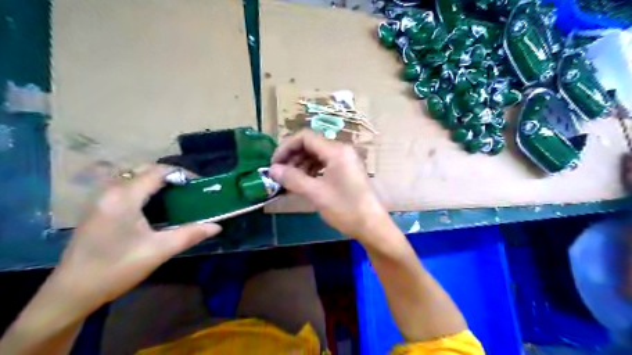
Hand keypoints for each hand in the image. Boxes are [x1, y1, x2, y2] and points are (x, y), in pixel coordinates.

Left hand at [55, 165, 221, 309]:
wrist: (71, 292)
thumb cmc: (117, 269)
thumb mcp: (159, 251)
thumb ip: (190, 234)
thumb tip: (217, 226)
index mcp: (124, 197)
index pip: (157, 172)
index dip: (182, 174)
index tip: (200, 185)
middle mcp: (110, 191)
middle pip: (145, 170)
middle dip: (171, 176)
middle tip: (190, 190)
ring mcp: (100, 199)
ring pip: (134, 177)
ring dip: (157, 181)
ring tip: (177, 195)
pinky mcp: (98, 208)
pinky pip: (126, 187)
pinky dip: (144, 188)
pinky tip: (155, 205)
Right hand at [269, 129, 387, 237]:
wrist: (371, 226)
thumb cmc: (345, 209)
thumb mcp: (316, 193)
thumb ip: (293, 179)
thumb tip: (272, 170)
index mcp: (336, 151)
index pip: (305, 137)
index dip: (286, 147)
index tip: (274, 164)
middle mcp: (342, 150)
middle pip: (311, 145)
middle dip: (292, 157)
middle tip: (280, 174)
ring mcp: (345, 160)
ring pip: (317, 155)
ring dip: (301, 164)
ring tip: (290, 180)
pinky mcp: (347, 170)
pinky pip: (324, 164)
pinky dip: (311, 170)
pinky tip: (304, 183)